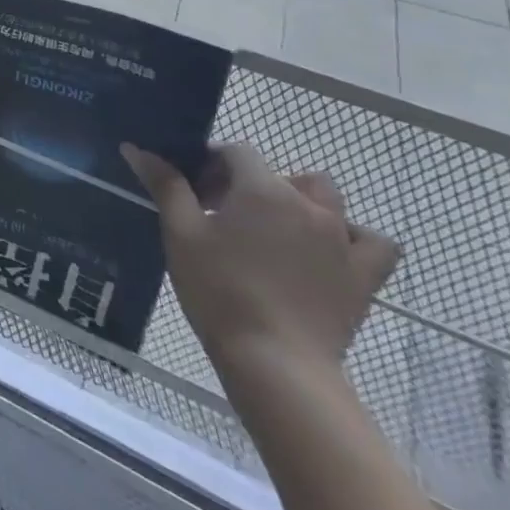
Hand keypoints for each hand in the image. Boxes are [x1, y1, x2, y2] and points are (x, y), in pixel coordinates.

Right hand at [119, 142, 399, 384]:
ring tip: (273, 229)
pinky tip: (328, 250)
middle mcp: (308, 205)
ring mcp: (343, 240)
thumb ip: (165, 185)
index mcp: (262, 190)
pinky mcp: (363, 276)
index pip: (237, 152)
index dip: (213, 164)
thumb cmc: (219, 289)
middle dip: (250, 183)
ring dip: (300, 202)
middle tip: (222, 214)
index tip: (194, 191)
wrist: (275, 360)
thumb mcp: (180, 233)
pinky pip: (372, 242)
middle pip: (280, 173)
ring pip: (327, 199)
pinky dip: (352, 237)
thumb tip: (136, 149)